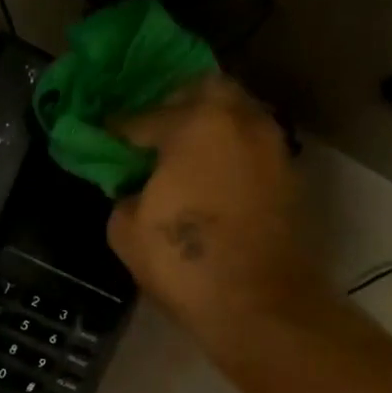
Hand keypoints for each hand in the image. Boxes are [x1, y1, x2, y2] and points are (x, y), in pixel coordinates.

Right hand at [108, 78, 329, 349]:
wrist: (258, 303)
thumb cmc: (183, 261)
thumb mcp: (126, 229)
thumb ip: (124, 194)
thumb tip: (136, 189)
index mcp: (196, 125)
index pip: (143, 117)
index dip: (117, 129)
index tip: (103, 136)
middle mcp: (240, 121)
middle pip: (205, 90)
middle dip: (175, 105)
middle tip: (152, 132)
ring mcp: (271, 145)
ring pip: (235, 114)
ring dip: (208, 126)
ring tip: (182, 155)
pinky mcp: (289, 174)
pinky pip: (250, 145)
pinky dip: (228, 151)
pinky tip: (208, 177)